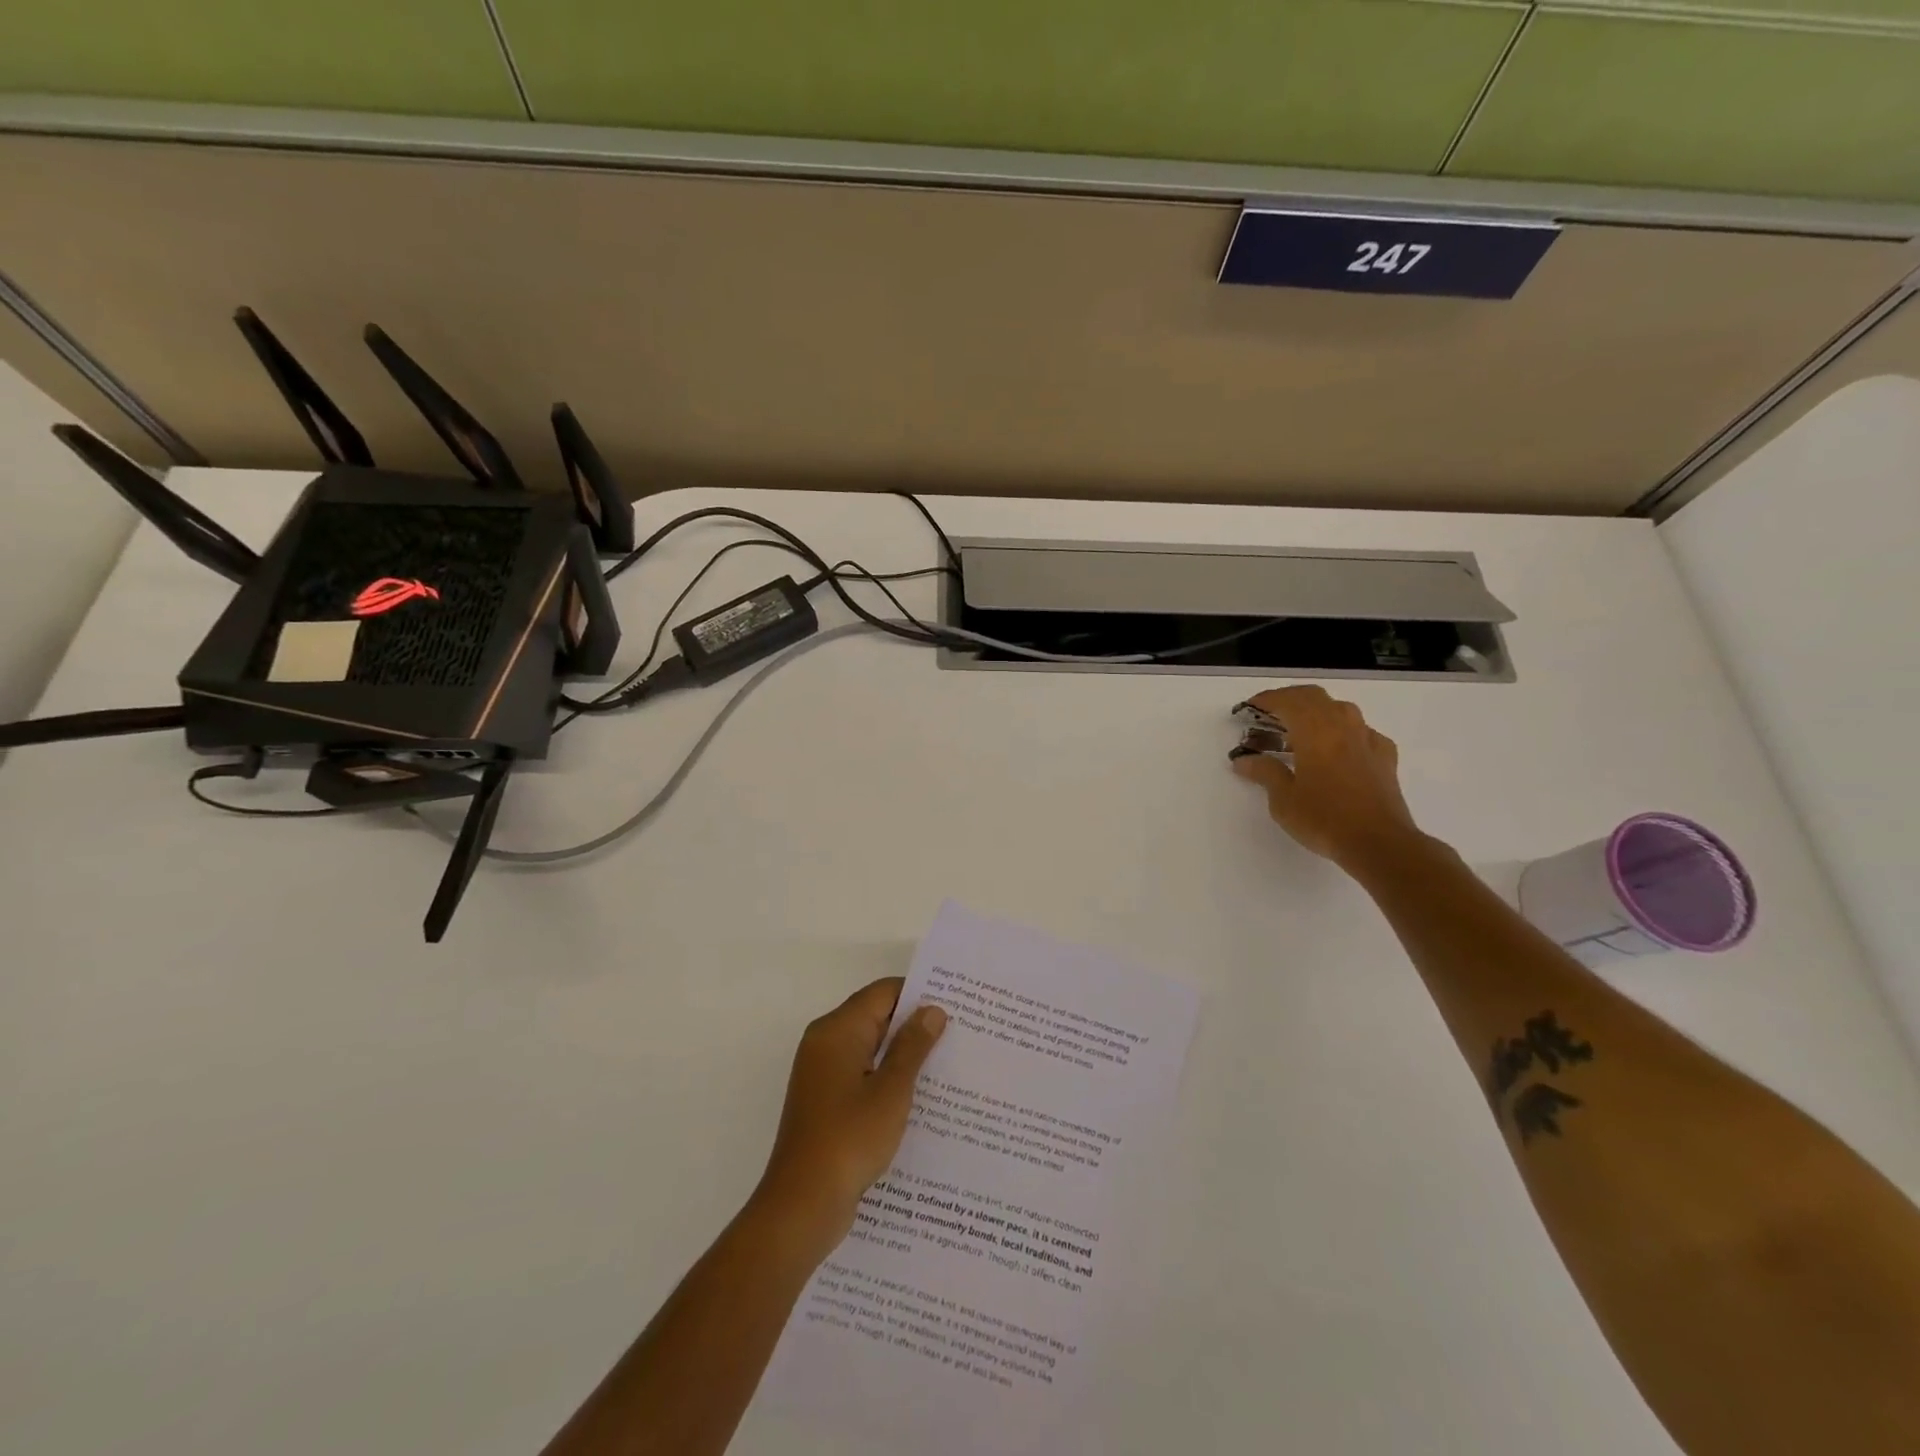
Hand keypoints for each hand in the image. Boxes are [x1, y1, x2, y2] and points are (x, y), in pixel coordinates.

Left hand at [753, 978, 947, 1252]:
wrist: (802, 1206)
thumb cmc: (849, 1139)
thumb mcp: (891, 1091)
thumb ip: (912, 1047)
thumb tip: (932, 1010)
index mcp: (837, 1031)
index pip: (882, 993)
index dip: (918, 993)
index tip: (955, 1003)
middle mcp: (826, 1043)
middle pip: (876, 1017)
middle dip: (915, 1024)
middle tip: (960, 1032)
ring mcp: (824, 1074)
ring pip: (871, 1048)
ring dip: (904, 1054)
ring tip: (949, 1062)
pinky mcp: (827, 1102)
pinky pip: (863, 1075)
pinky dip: (888, 1077)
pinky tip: (921, 1096)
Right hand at [1229, 685, 1424, 872]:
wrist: (1379, 843)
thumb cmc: (1324, 819)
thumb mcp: (1283, 799)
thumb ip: (1265, 773)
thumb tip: (1243, 760)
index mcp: (1314, 732)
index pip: (1288, 701)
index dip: (1266, 700)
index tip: (1249, 708)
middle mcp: (1342, 727)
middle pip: (1315, 697)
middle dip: (1290, 699)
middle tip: (1270, 713)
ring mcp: (1367, 740)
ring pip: (1341, 709)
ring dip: (1318, 711)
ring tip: (1301, 730)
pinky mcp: (1385, 757)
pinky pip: (1362, 732)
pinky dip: (1344, 732)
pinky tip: (1339, 748)